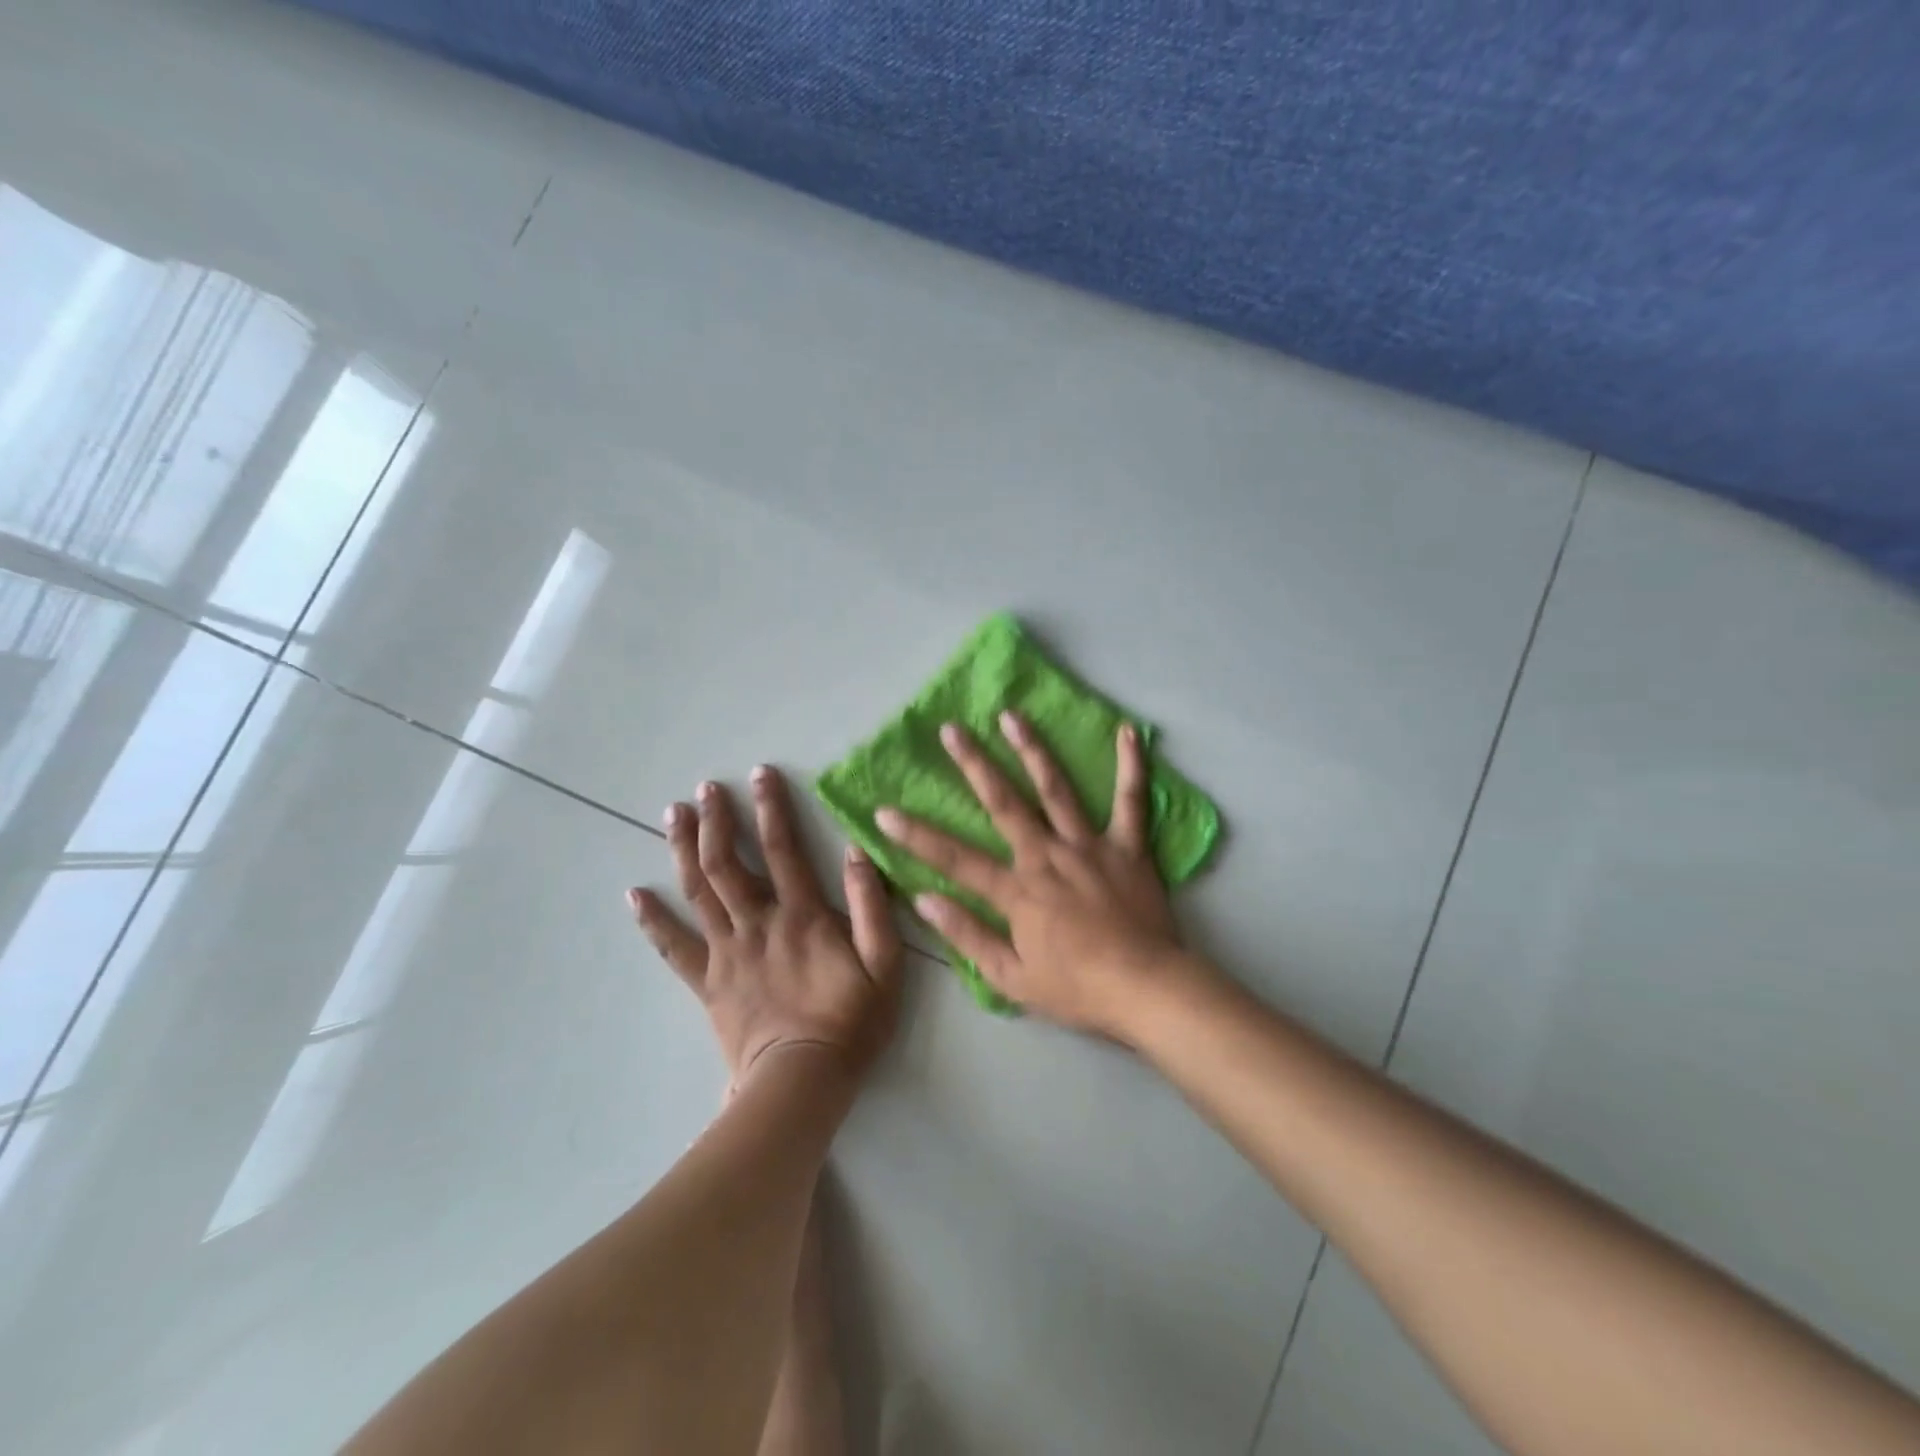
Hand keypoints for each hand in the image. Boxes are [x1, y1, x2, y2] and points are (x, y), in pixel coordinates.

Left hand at [630, 766, 902, 1086]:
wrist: (802, 1082)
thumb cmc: (851, 1021)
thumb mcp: (885, 963)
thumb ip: (872, 906)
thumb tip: (857, 852)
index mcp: (802, 915)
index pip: (783, 848)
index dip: (771, 807)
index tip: (760, 774)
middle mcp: (757, 923)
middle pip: (727, 862)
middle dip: (716, 820)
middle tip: (705, 789)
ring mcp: (726, 952)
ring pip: (697, 892)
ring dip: (683, 849)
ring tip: (672, 815)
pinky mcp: (707, 982)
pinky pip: (673, 946)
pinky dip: (653, 919)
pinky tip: (634, 895)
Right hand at [875, 713, 1194, 1041]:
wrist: (1146, 990)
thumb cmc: (1077, 989)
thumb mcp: (1011, 978)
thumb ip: (967, 935)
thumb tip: (924, 899)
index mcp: (1018, 890)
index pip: (955, 858)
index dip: (916, 835)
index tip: (884, 810)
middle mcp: (1047, 855)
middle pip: (1004, 803)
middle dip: (974, 764)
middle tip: (953, 729)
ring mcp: (1089, 845)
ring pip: (1056, 789)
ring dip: (1033, 750)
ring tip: (1012, 716)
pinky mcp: (1128, 847)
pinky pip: (1131, 801)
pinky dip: (1131, 766)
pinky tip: (1129, 731)